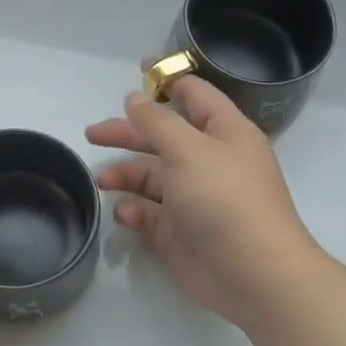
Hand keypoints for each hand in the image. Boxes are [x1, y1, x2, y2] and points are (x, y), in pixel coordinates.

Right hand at [87, 78, 317, 327]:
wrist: (252, 274)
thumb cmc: (224, 200)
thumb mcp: (189, 150)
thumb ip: (157, 121)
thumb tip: (135, 98)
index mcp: (223, 132)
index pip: (193, 95)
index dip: (166, 80)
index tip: (136, 72)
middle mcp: (208, 160)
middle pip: (162, 136)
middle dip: (128, 133)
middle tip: (92, 134)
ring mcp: (193, 197)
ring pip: (152, 175)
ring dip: (125, 174)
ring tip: (101, 180)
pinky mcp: (179, 230)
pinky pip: (150, 212)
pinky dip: (134, 209)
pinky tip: (125, 213)